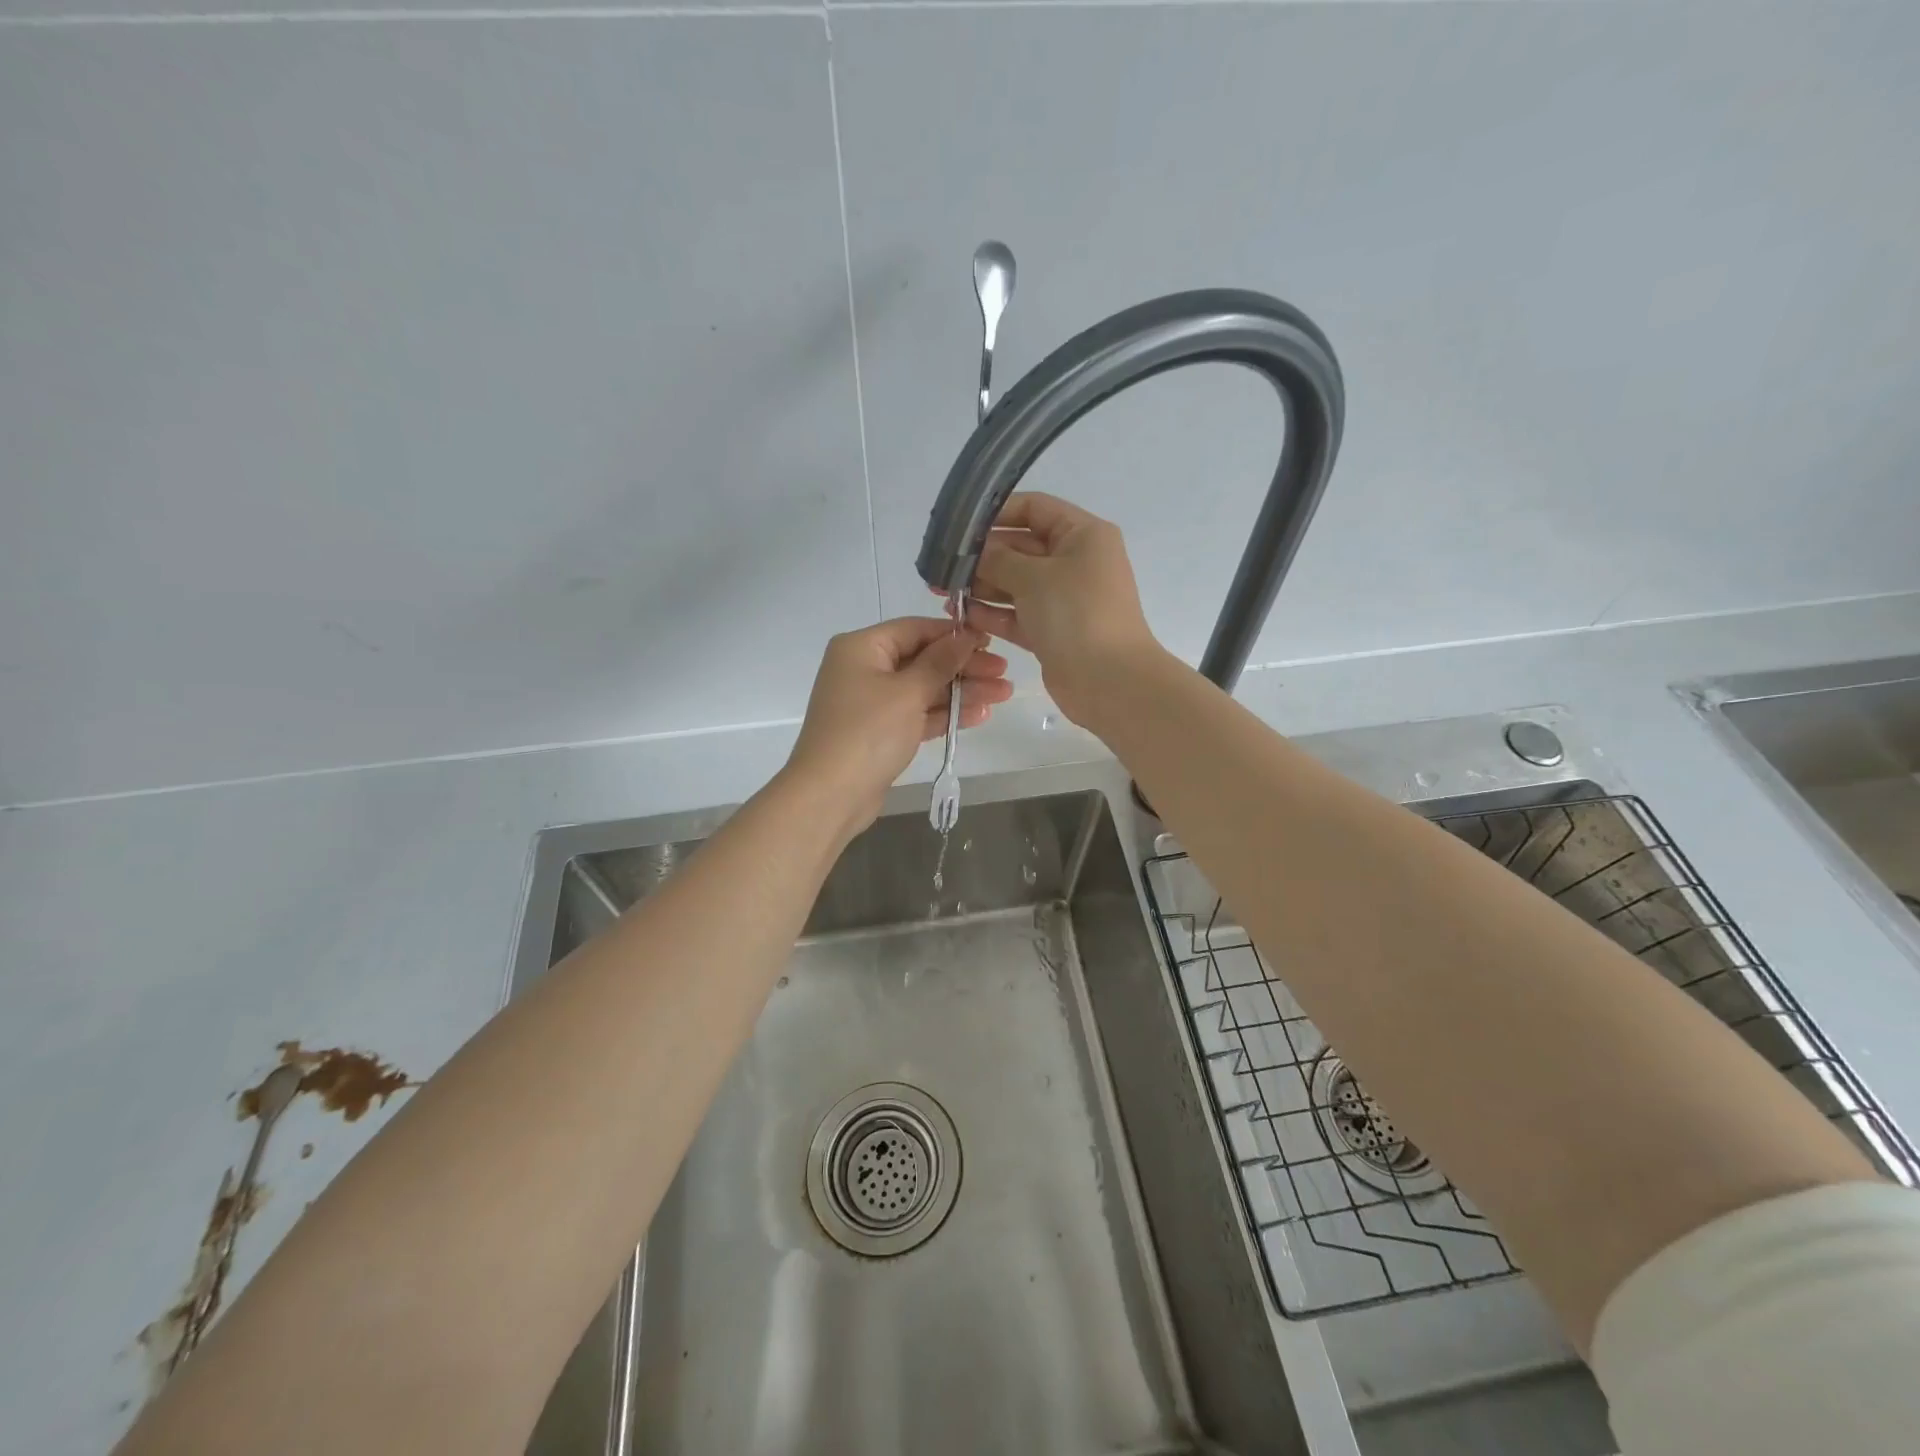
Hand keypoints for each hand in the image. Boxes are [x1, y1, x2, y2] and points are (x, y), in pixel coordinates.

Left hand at [784, 617, 1011, 833]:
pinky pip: (918, 714)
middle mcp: (864, 669)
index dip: (954, 634)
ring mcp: (872, 703)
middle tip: (1005, 673)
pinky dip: (945, 714)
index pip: (915, 629)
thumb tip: (966, 636)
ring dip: (962, 691)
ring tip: (1004, 694)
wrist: (830, 795)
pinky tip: (980, 714)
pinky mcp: (881, 732)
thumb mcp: (908, 692)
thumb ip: (940, 662)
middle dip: (964, 666)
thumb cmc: (867, 732)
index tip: (990, 641)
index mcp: (862, 648)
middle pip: (922, 659)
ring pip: (924, 689)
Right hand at [953, 493, 1160, 724]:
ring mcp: (1064, 599)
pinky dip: (993, 614)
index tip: (959, 527)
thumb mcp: (1033, 577)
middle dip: (981, 557)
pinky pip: (1017, 615)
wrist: (1110, 681)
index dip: (996, 513)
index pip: (1034, 508)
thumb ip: (998, 559)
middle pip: (1020, 548)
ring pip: (1015, 584)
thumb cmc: (1077, 615)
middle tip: (940, 566)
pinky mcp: (1053, 631)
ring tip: (943, 593)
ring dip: (981, 587)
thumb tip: (973, 552)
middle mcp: (1075, 562)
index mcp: (1082, 535)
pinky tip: (962, 616)